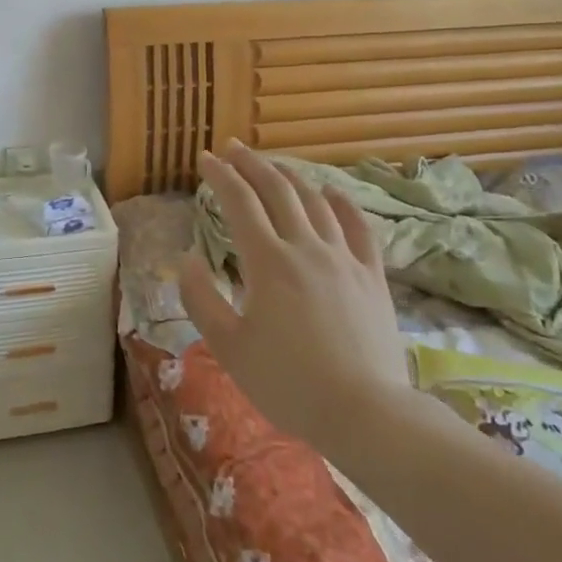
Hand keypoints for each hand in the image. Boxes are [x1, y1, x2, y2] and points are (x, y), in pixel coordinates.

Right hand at [178, 142, 407, 446]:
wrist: (365, 413)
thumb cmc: (288, 383)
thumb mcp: (229, 348)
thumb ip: (202, 299)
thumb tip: (188, 258)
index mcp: (268, 262)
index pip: (239, 202)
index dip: (220, 175)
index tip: (204, 158)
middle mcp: (306, 247)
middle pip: (277, 190)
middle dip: (251, 164)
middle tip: (232, 148)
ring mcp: (344, 258)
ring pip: (315, 201)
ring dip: (290, 176)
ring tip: (272, 165)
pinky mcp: (372, 276)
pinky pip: (359, 227)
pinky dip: (342, 203)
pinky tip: (332, 192)